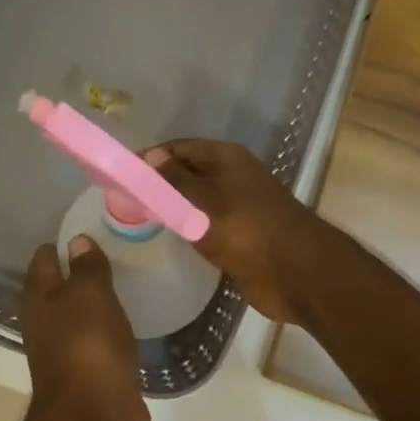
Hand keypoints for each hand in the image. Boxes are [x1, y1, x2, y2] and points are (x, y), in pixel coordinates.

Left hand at [21, 236, 150, 420]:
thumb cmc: (88, 348)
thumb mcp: (89, 296)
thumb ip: (86, 268)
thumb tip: (77, 242)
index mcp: (38, 300)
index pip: (43, 260)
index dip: (61, 243)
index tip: (88, 227)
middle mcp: (46, 325)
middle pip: (60, 289)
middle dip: (81, 271)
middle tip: (113, 249)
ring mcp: (69, 353)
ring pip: (82, 317)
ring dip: (97, 302)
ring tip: (125, 279)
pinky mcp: (94, 376)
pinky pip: (101, 343)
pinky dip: (112, 330)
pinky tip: (131, 321)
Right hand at [144, 139, 338, 324]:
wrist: (296, 273)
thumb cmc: (245, 229)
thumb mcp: (202, 200)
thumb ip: (174, 179)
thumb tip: (152, 156)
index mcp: (226, 157)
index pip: (179, 147)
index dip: (151, 158)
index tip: (122, 175)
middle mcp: (232, 175)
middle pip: (187, 171)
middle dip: (159, 182)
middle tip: (126, 199)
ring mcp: (238, 204)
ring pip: (197, 199)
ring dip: (173, 206)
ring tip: (141, 218)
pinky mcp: (241, 233)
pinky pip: (207, 222)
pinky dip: (189, 226)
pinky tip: (171, 235)